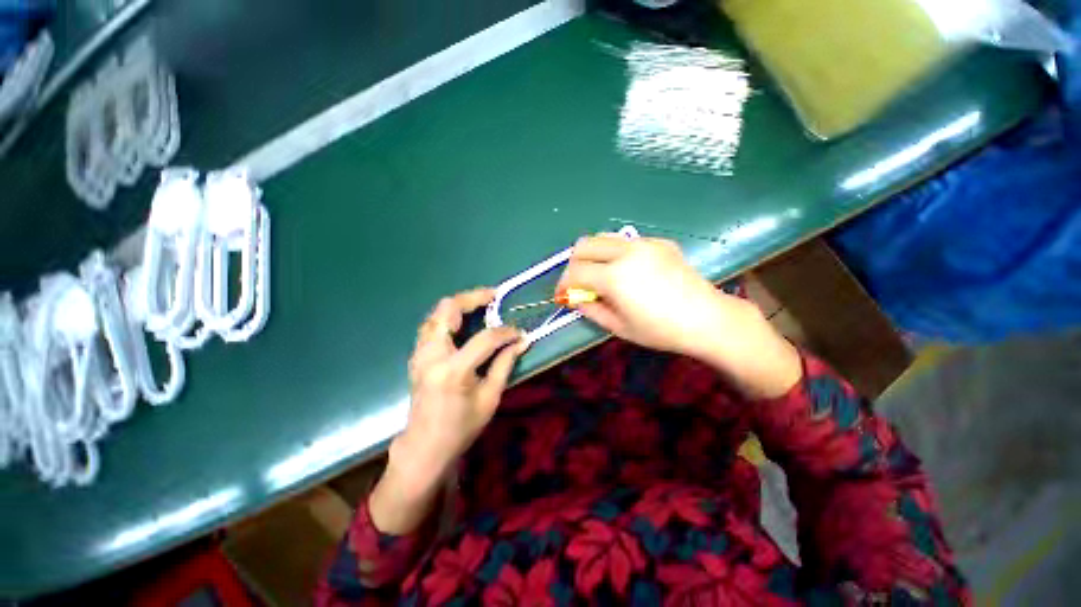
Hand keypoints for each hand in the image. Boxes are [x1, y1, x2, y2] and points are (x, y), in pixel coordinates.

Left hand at [371, 289, 526, 533]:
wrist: (425, 447)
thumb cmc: (461, 427)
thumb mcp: (490, 398)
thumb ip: (505, 364)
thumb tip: (521, 342)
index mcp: (453, 370)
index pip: (485, 338)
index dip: (506, 332)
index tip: (519, 332)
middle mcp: (432, 355)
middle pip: (448, 309)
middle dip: (473, 297)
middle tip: (493, 296)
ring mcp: (420, 353)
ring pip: (436, 313)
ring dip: (459, 305)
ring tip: (481, 305)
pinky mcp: (417, 355)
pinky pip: (432, 325)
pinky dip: (449, 317)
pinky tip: (464, 322)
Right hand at [557, 234, 801, 397]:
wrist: (707, 318)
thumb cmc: (661, 330)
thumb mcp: (618, 327)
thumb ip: (590, 309)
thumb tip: (574, 297)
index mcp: (614, 276)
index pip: (574, 272)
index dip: (563, 284)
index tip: (563, 295)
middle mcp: (625, 252)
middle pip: (583, 245)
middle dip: (574, 264)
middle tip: (579, 283)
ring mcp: (644, 243)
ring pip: (603, 237)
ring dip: (593, 254)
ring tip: (600, 274)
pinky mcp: (659, 242)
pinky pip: (626, 241)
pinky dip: (615, 253)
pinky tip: (628, 271)